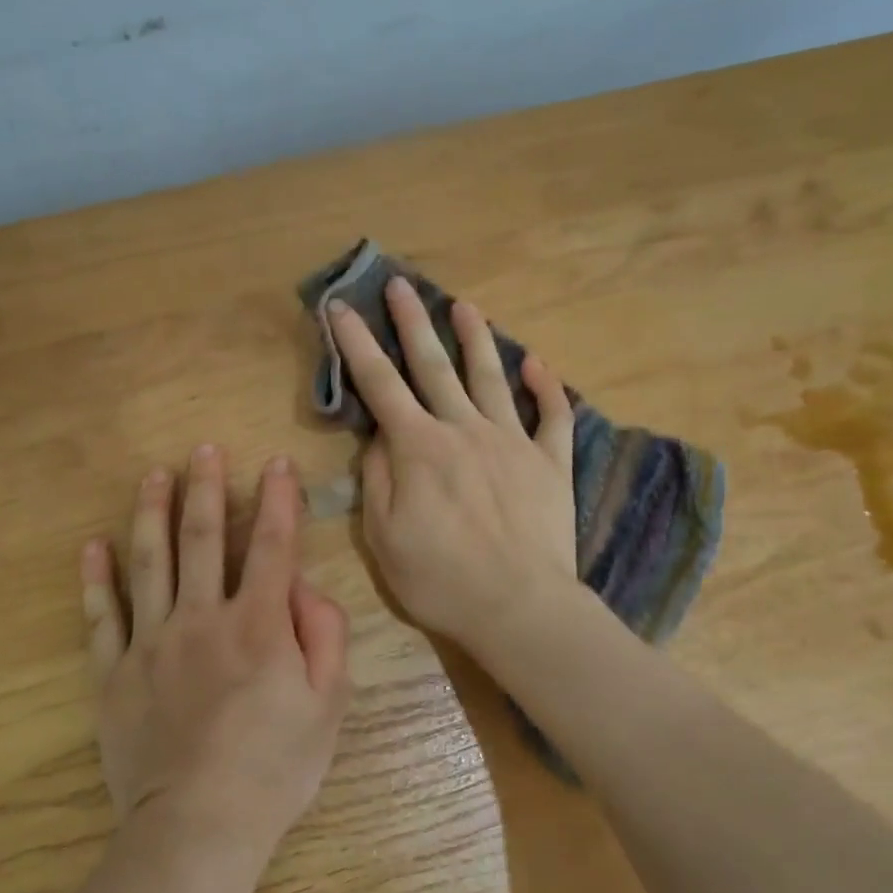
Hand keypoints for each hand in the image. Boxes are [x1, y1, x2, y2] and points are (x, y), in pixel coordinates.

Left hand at [80, 445, 350, 866]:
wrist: (197, 829)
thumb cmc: (273, 767)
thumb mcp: (329, 704)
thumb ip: (325, 635)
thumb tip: (303, 586)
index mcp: (258, 624)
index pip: (271, 545)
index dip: (277, 499)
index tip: (276, 463)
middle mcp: (201, 618)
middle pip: (202, 539)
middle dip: (206, 489)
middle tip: (203, 449)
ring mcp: (151, 643)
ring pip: (149, 563)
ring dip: (152, 513)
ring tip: (153, 475)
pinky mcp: (114, 673)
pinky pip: (101, 617)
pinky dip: (95, 580)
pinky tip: (92, 546)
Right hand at [327, 279, 578, 652]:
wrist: (520, 607)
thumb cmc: (441, 579)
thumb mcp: (384, 537)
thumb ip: (376, 480)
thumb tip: (376, 439)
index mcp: (419, 447)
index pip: (380, 383)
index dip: (357, 344)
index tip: (341, 307)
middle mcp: (464, 430)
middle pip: (434, 365)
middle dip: (413, 322)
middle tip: (401, 284)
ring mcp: (512, 442)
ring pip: (491, 377)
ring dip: (476, 338)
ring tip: (464, 306)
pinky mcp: (550, 463)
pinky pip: (552, 416)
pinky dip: (546, 387)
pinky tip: (536, 363)